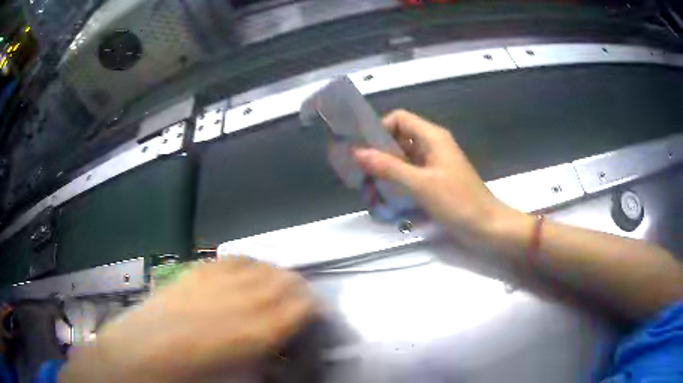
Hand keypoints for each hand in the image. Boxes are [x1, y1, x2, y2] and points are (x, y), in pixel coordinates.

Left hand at [60, 259, 314, 382]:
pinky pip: (233, 260)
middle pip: (285, 281)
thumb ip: (267, 357)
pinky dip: (248, 264)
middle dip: (299, 290)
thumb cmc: (193, 376)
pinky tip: (250, 271)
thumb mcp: (241, 376)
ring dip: (275, 275)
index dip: (314, 307)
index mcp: (257, 331)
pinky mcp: (197, 271)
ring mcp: (216, 280)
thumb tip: (282, 346)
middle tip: (302, 301)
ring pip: (261, 265)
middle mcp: (242, 299)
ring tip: (279, 285)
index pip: (302, 306)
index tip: (317, 313)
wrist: (142, 353)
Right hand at [352, 109, 514, 242]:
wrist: (486, 227)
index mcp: (432, 136)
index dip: (380, 129)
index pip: (398, 118)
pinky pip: (411, 173)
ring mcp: (435, 163)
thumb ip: (388, 167)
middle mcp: (433, 145)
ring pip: (403, 158)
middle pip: (399, 138)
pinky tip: (388, 198)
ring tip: (372, 192)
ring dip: (386, 171)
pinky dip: (398, 182)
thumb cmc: (458, 202)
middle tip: (363, 177)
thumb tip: (357, 152)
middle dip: (379, 154)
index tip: (366, 152)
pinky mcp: (436, 180)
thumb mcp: (420, 184)